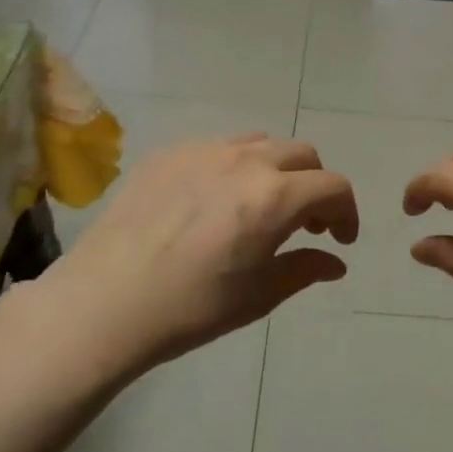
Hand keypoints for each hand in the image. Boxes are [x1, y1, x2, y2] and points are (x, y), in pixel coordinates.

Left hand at [36, 135, 357, 378]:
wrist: (105, 302)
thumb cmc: (191, 307)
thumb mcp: (259, 295)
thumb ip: (305, 269)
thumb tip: (335, 262)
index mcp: (275, 196)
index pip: (333, 186)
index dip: (347, 212)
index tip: (340, 240)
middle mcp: (245, 161)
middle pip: (302, 155)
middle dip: (315, 187)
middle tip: (306, 225)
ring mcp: (203, 151)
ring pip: (260, 144)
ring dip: (277, 171)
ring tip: (262, 207)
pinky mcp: (167, 154)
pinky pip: (218, 148)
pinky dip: (235, 167)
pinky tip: (215, 202)